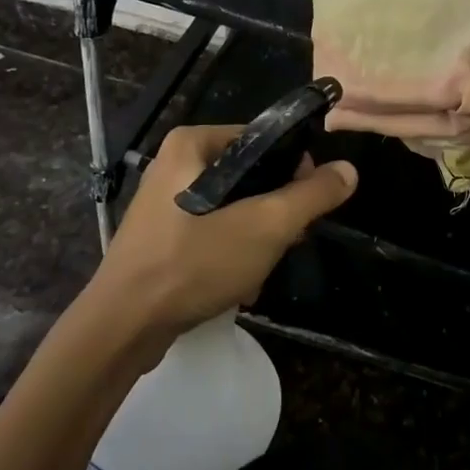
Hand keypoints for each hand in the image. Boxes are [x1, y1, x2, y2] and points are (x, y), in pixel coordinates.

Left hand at [89, 125, 357, 350]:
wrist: (121, 329)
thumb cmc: (193, 263)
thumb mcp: (265, 225)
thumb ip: (311, 196)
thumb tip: (349, 170)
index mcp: (192, 143)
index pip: (262, 140)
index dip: (293, 170)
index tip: (305, 206)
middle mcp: (175, 164)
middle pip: (249, 178)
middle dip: (272, 216)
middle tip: (284, 244)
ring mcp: (164, 204)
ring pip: (233, 211)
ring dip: (255, 243)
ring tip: (258, 273)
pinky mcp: (160, 238)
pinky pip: (210, 234)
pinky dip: (229, 256)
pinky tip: (238, 287)